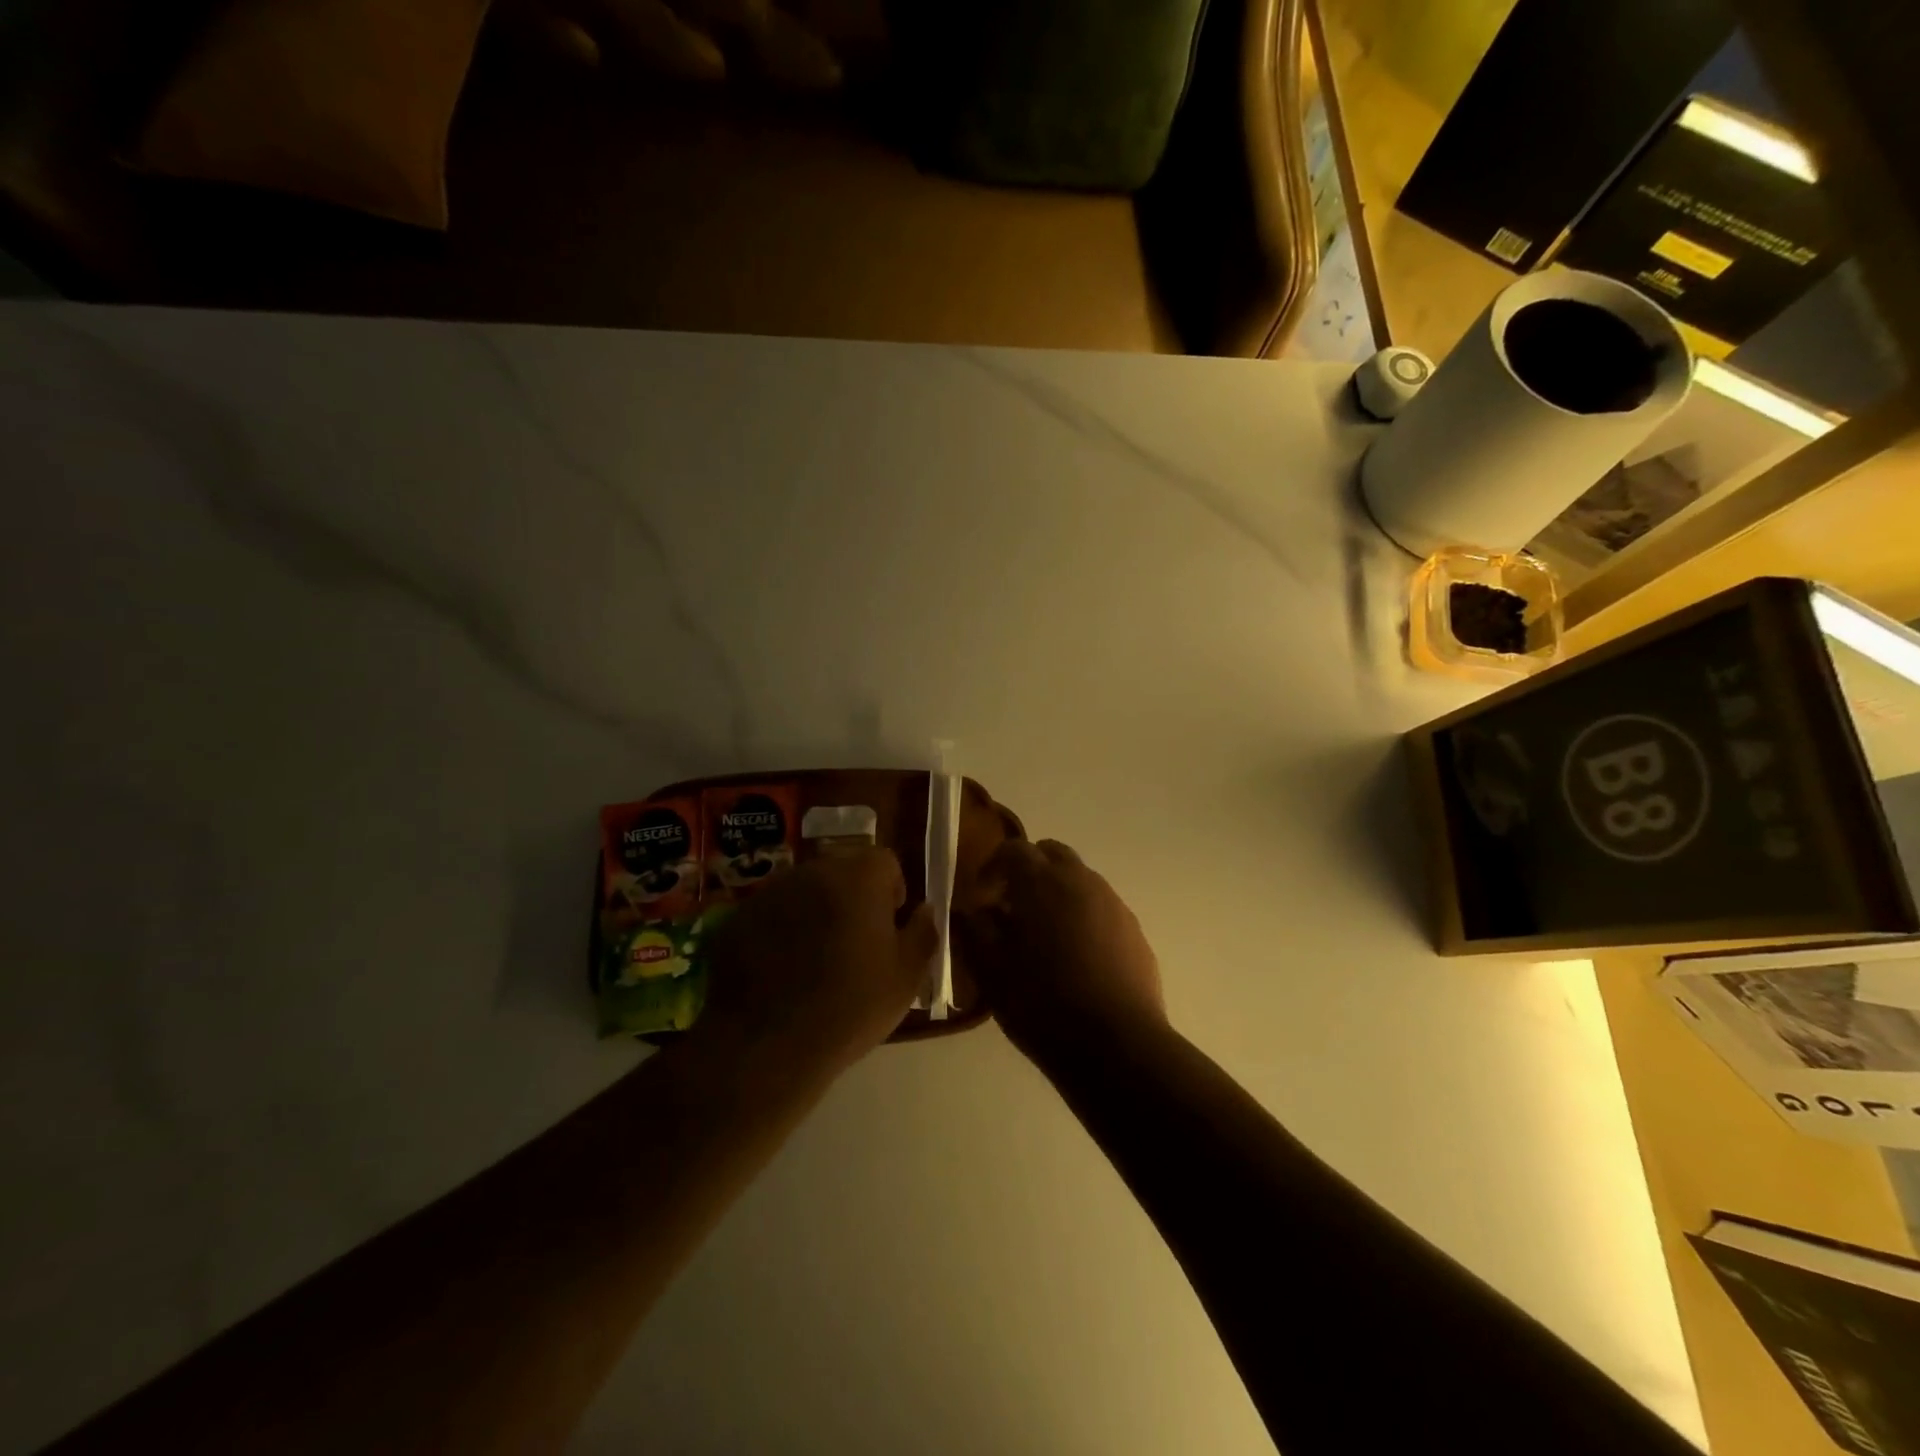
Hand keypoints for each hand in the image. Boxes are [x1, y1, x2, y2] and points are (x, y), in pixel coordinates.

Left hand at [694, 848, 938, 1078]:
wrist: (765, 1045)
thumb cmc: (849, 1007)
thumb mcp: (905, 978)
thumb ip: (923, 934)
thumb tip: (925, 910)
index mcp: (858, 878)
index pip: (884, 861)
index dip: (891, 890)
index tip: (889, 927)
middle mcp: (812, 872)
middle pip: (842, 872)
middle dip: (852, 899)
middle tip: (854, 945)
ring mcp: (770, 893)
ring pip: (804, 892)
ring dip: (815, 913)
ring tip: (814, 961)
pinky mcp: (737, 918)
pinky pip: (771, 914)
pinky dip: (780, 931)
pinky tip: (780, 973)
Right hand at [956, 839, 1164, 1064]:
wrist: (1116, 1045)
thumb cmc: (1041, 1004)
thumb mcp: (990, 970)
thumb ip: (973, 930)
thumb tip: (970, 910)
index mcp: (1041, 882)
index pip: (1013, 849)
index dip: (993, 865)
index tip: (981, 894)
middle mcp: (1080, 880)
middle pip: (1051, 854)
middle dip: (1029, 870)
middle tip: (1012, 906)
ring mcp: (1113, 903)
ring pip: (1080, 879)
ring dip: (1057, 892)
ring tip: (1044, 936)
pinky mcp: (1134, 930)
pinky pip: (1102, 908)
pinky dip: (1083, 916)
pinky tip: (1076, 958)